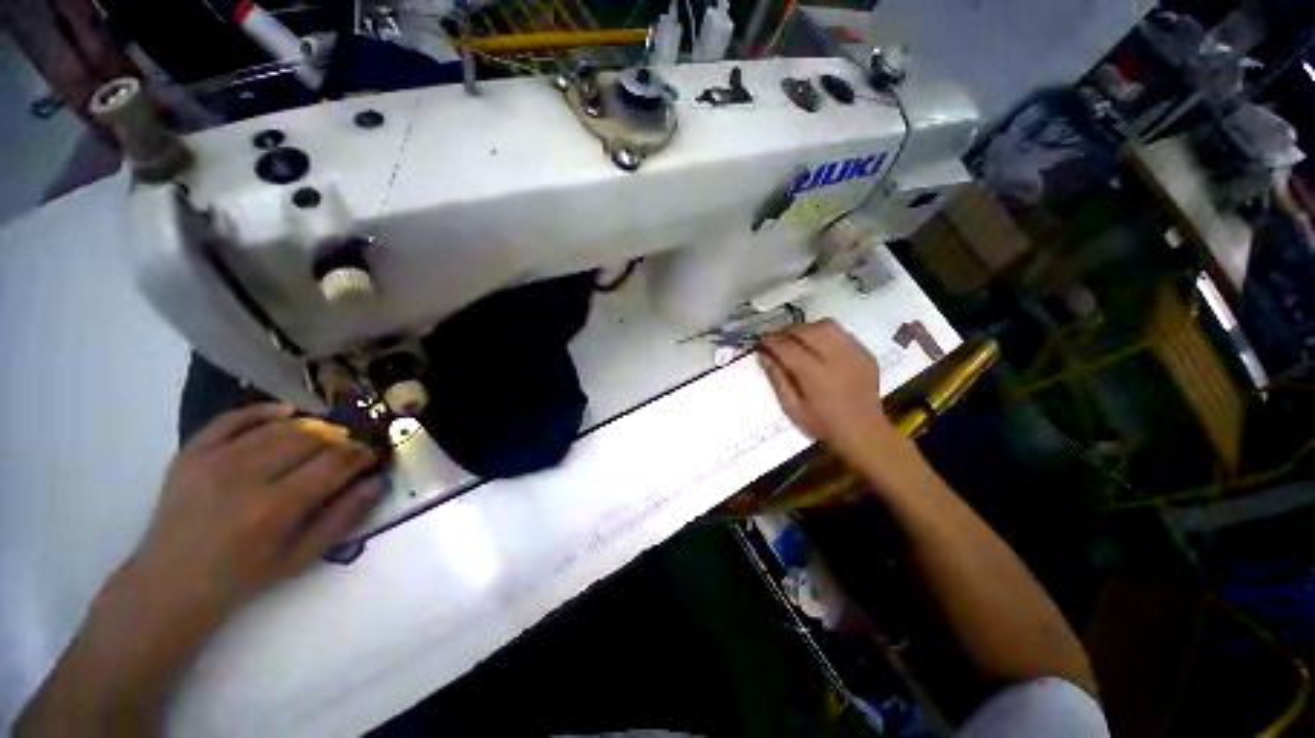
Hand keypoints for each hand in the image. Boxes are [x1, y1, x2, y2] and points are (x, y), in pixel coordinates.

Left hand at [14, 405, 386, 735]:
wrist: (171, 581)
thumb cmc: (243, 576)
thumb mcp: (301, 558)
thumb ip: (343, 518)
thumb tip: (376, 482)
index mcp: (274, 508)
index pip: (333, 464)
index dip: (360, 455)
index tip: (372, 456)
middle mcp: (245, 476)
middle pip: (308, 439)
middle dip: (339, 440)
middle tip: (351, 448)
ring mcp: (213, 460)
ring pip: (277, 427)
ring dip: (311, 427)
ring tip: (326, 435)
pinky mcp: (192, 453)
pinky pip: (232, 419)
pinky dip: (263, 411)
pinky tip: (287, 412)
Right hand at [759, 320, 896, 460]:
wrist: (864, 432)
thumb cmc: (823, 424)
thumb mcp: (792, 408)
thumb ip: (777, 379)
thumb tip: (763, 355)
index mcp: (815, 375)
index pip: (787, 348)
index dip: (771, 341)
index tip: (761, 342)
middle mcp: (836, 358)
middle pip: (807, 331)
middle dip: (787, 331)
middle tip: (777, 340)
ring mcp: (854, 353)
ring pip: (826, 326)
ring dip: (806, 328)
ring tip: (797, 339)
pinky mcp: (865, 353)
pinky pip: (842, 333)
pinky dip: (825, 334)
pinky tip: (819, 346)